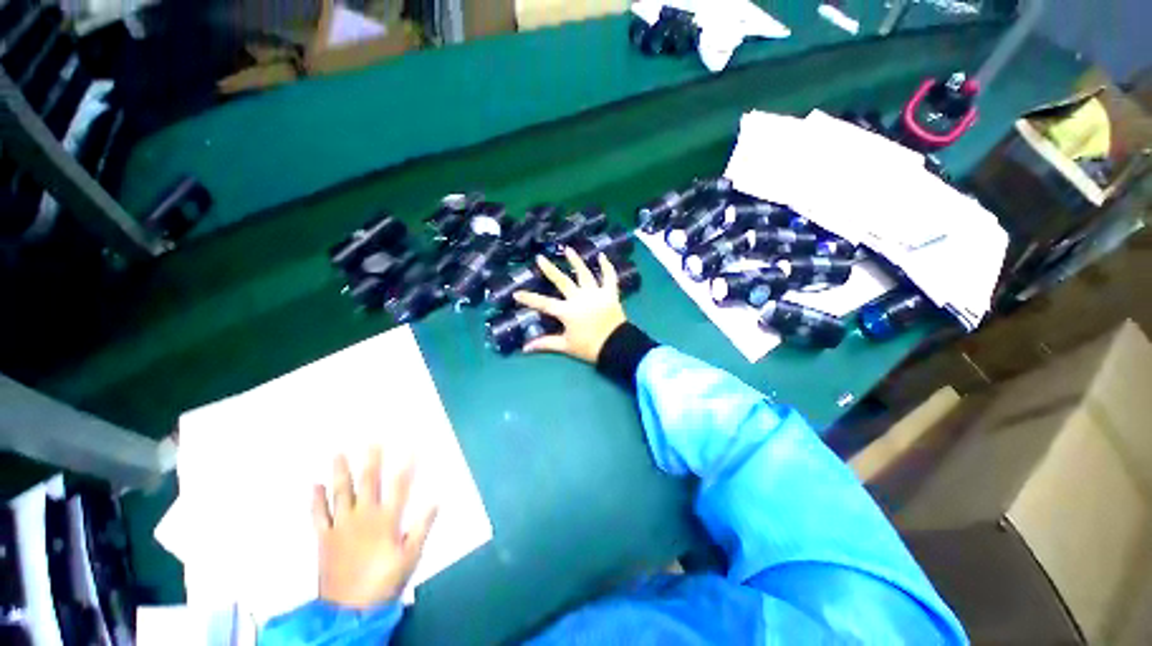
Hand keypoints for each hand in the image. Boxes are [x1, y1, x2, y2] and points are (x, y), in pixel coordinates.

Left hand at [312, 447, 436, 608]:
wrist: (350, 610)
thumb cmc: (385, 581)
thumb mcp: (411, 556)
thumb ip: (422, 527)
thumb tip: (436, 500)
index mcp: (387, 520)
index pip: (400, 485)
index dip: (407, 464)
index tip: (412, 446)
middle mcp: (364, 517)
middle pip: (369, 482)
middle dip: (372, 459)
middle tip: (372, 440)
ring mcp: (341, 526)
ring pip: (341, 493)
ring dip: (340, 472)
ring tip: (338, 452)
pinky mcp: (325, 538)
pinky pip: (319, 515)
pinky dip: (315, 500)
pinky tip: (314, 485)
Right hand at [512, 248, 627, 362]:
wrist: (617, 347)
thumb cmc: (589, 348)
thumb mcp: (566, 346)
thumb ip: (545, 343)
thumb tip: (525, 348)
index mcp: (567, 311)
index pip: (544, 303)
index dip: (529, 298)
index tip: (516, 293)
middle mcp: (580, 298)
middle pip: (562, 281)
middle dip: (549, 270)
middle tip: (540, 258)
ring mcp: (596, 294)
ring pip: (585, 274)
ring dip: (576, 261)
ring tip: (568, 249)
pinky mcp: (610, 294)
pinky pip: (610, 277)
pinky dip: (607, 266)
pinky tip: (602, 255)